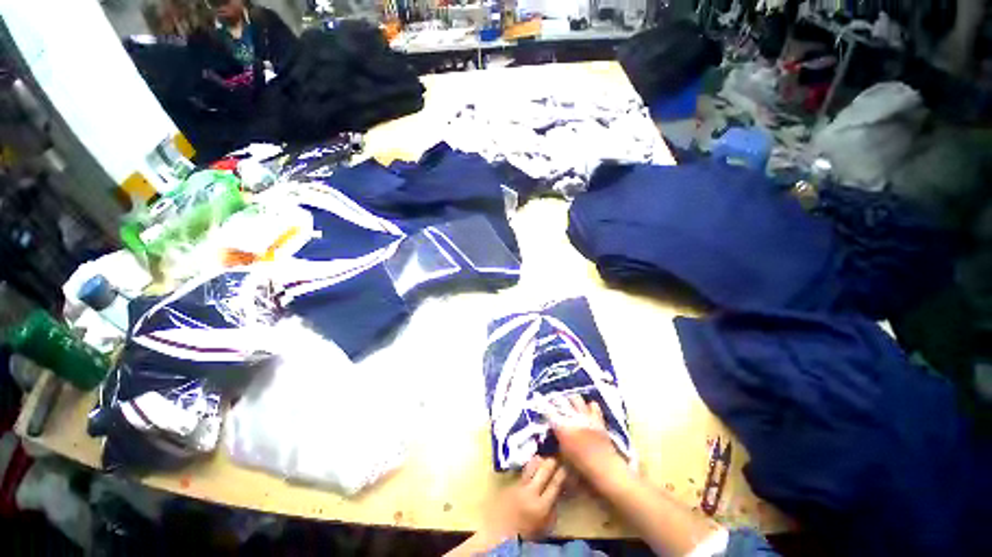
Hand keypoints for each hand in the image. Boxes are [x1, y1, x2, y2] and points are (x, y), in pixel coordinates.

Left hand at [483, 456, 567, 541]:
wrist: (504, 535)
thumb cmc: (529, 532)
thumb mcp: (546, 524)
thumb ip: (553, 507)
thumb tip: (559, 490)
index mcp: (542, 506)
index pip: (555, 484)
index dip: (561, 473)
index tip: (565, 467)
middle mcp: (530, 492)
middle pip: (543, 470)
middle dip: (551, 462)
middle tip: (555, 459)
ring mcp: (519, 486)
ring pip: (531, 466)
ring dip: (539, 460)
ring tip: (544, 458)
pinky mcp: (511, 484)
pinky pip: (523, 471)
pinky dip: (530, 466)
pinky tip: (533, 465)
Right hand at [545, 395, 625, 481]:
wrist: (606, 469)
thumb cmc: (581, 468)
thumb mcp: (564, 456)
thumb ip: (558, 441)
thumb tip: (555, 433)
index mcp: (562, 427)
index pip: (548, 411)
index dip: (542, 405)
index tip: (539, 401)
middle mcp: (573, 417)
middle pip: (561, 400)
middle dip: (556, 400)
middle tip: (554, 403)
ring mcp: (586, 416)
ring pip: (576, 398)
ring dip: (571, 400)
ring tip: (569, 404)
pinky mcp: (598, 419)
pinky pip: (593, 405)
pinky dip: (589, 406)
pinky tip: (587, 410)